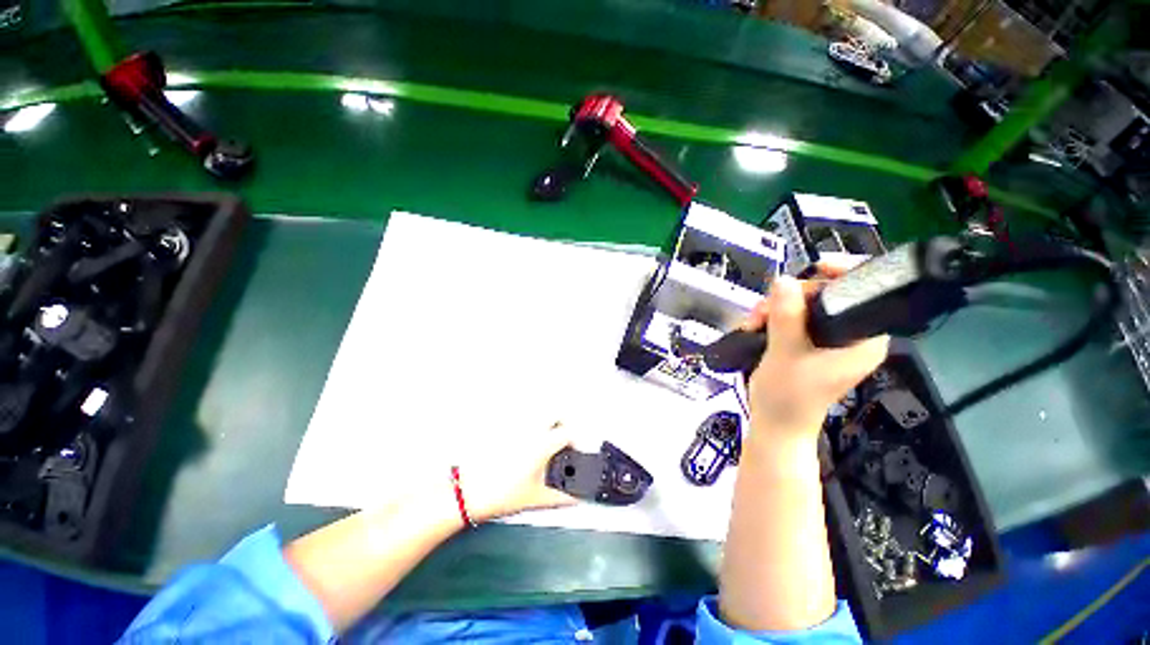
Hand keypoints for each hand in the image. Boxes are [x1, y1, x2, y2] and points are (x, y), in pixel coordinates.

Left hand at [455, 422, 577, 522]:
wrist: (468, 492)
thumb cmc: (501, 494)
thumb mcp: (536, 499)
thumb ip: (561, 498)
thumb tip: (576, 499)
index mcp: (542, 444)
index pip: (568, 433)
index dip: (575, 442)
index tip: (573, 452)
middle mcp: (531, 430)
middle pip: (555, 414)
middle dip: (562, 424)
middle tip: (561, 441)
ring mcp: (516, 427)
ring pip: (538, 414)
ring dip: (545, 423)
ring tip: (544, 442)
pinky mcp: (502, 428)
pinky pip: (522, 420)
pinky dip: (528, 427)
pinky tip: (524, 443)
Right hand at [742, 262, 888, 438]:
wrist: (774, 424)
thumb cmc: (787, 396)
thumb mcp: (785, 354)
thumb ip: (787, 317)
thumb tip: (783, 280)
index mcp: (862, 340)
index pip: (866, 293)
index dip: (844, 274)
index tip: (815, 267)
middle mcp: (850, 335)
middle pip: (827, 295)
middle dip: (791, 297)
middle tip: (763, 309)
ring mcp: (828, 339)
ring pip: (804, 304)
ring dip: (774, 307)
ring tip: (753, 322)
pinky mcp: (808, 343)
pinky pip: (792, 316)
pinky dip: (772, 317)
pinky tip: (755, 325)